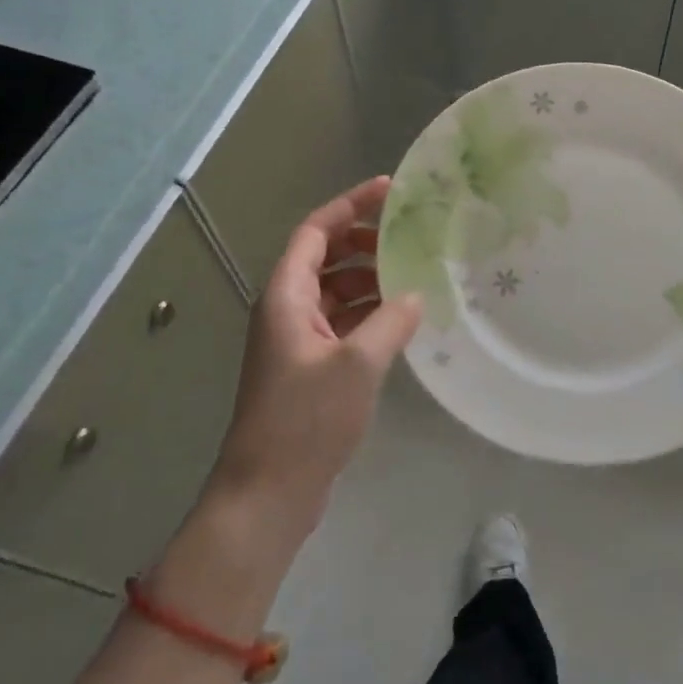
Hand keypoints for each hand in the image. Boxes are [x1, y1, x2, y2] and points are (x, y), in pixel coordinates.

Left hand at [210, 177, 422, 544]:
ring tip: (412, 276)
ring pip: (334, 290)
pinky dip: (368, 313)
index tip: (390, 190)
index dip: (350, 205)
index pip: (316, 231)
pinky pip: (341, 321)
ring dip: (369, 279)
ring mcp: (296, 340)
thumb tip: (414, 294)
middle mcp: (286, 309)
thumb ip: (391, 321)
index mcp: (286, 296)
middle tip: (409, 236)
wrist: (268, 493)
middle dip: (365, 241)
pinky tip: (400, 320)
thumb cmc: (306, 420)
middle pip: (325, 256)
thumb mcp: (358, 364)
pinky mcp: (307, 367)